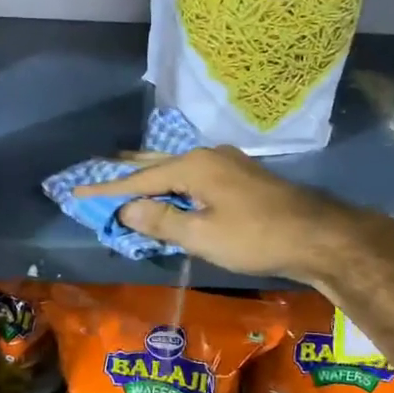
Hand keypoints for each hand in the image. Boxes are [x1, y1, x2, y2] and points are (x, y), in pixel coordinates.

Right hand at [75, 145, 365, 282]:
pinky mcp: (241, 176)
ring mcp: (227, 163)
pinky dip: (174, 182)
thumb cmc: (255, 237)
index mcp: (193, 166)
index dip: (107, 188)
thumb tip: (127, 208)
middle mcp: (207, 156)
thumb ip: (162, 220)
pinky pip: (194, 175)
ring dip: (151, 175)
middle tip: (97, 168)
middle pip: (156, 163)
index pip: (139, 178)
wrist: (316, 235)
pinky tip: (173, 188)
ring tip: (127, 174)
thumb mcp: (203, 235)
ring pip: (177, 167)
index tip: (77, 190)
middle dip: (126, 170)